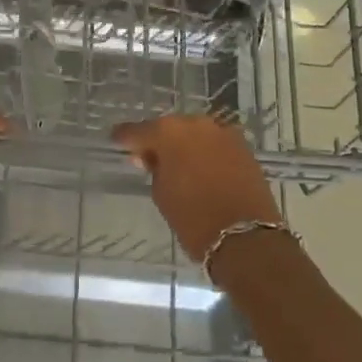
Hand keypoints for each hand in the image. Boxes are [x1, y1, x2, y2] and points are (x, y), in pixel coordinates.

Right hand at [111, 115, 281, 264]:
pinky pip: (215, 144)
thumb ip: (154, 168)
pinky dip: (205, 152)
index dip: (125, 138)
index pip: (137, 131)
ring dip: (184, 145)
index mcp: (168, 132)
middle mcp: (196, 124)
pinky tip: (200, 167)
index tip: (116, 141)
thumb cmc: (193, 217)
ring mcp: (223, 133)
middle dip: (158, 140)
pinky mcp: (243, 146)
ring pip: (194, 134)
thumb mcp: (161, 193)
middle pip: (169, 128)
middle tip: (147, 157)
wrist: (245, 237)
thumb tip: (152, 157)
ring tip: (177, 164)